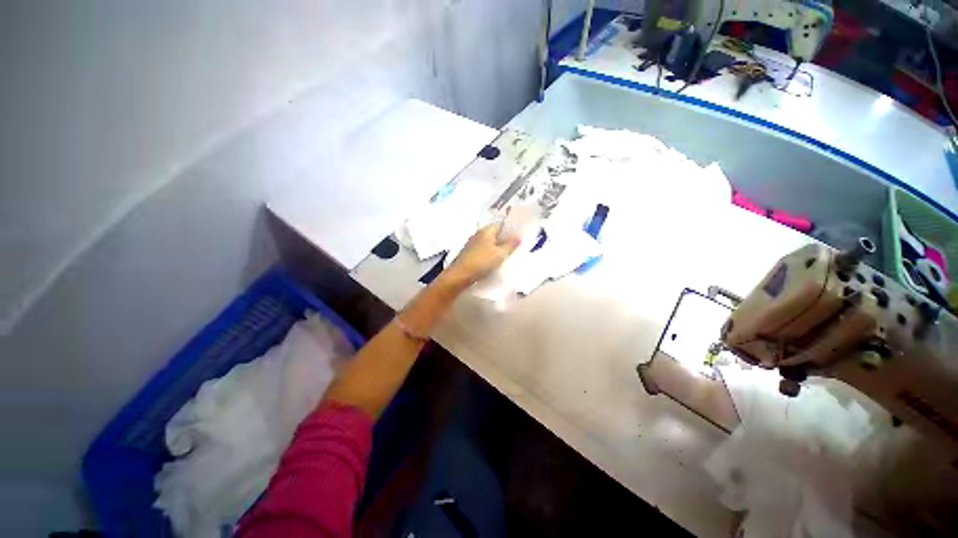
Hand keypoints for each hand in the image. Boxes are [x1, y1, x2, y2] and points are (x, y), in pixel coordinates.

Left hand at [442, 223, 520, 288]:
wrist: (459, 275)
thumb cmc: (481, 262)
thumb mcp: (499, 254)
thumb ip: (510, 245)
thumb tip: (518, 237)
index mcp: (486, 231)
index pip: (500, 224)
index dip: (510, 228)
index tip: (519, 234)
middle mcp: (478, 234)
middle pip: (495, 234)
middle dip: (504, 239)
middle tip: (516, 246)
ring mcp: (472, 244)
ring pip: (489, 243)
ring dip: (497, 247)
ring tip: (508, 254)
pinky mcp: (469, 254)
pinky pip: (484, 250)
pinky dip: (490, 254)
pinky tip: (495, 261)